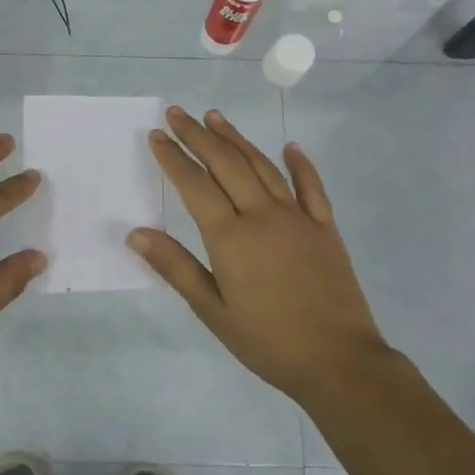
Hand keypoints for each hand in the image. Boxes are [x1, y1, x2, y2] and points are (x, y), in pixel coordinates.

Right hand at [129, 106, 395, 402]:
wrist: (339, 361)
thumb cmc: (267, 341)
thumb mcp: (212, 310)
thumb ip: (175, 266)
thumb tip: (135, 233)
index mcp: (230, 237)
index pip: (194, 185)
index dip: (173, 158)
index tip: (157, 135)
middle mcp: (263, 216)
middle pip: (226, 164)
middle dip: (199, 136)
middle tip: (179, 113)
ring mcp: (298, 218)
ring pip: (263, 167)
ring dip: (237, 139)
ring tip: (216, 117)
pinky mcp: (326, 228)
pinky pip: (311, 187)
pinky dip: (300, 164)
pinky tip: (290, 147)